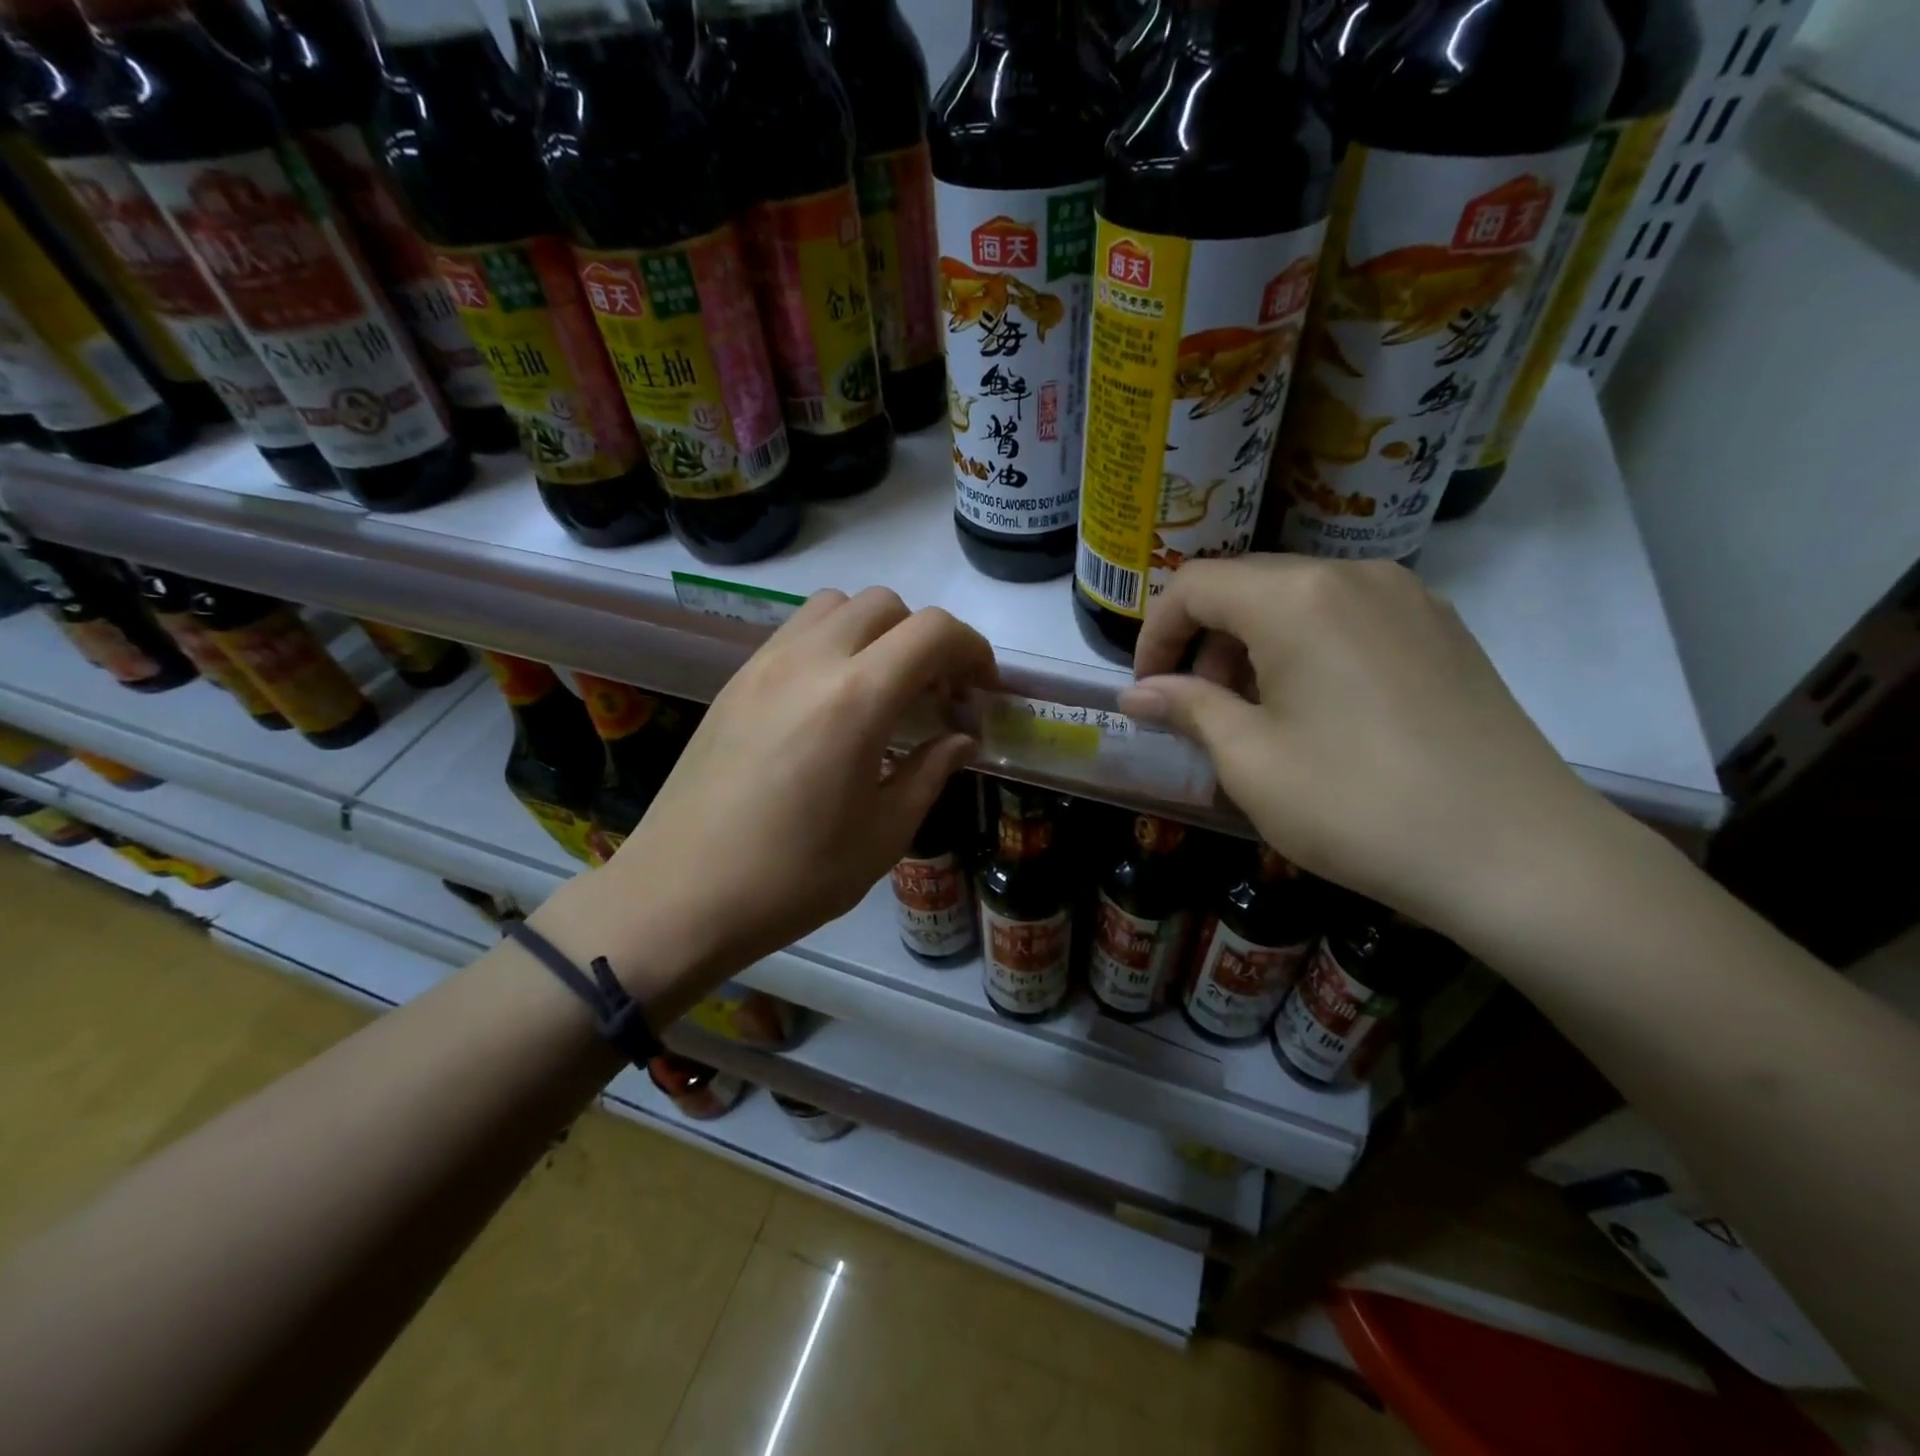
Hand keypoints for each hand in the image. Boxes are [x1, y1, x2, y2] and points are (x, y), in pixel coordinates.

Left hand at [534, 588, 994, 1012]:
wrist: (680, 896)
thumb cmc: (793, 877)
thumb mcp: (883, 835)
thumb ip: (931, 772)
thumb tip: (962, 739)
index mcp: (855, 699)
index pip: (932, 632)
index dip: (972, 649)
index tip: (981, 690)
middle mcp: (809, 661)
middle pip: (886, 604)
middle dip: (926, 638)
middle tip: (936, 692)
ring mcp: (764, 664)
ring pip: (836, 605)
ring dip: (876, 631)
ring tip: (883, 687)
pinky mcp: (736, 680)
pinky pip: (797, 631)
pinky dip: (833, 642)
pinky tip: (833, 700)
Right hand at [1119, 556, 1614, 941]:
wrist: (1517, 854)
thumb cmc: (1357, 804)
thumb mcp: (1250, 761)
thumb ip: (1188, 709)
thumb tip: (1136, 694)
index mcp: (1296, 598)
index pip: (1194, 585)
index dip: (1155, 634)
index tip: (1146, 689)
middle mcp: (1353, 575)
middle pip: (1248, 584)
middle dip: (1205, 640)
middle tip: (1196, 706)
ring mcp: (1409, 598)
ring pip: (1300, 599)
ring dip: (1255, 644)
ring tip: (1254, 713)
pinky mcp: (1444, 630)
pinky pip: (1349, 618)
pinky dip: (1307, 648)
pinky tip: (1315, 710)